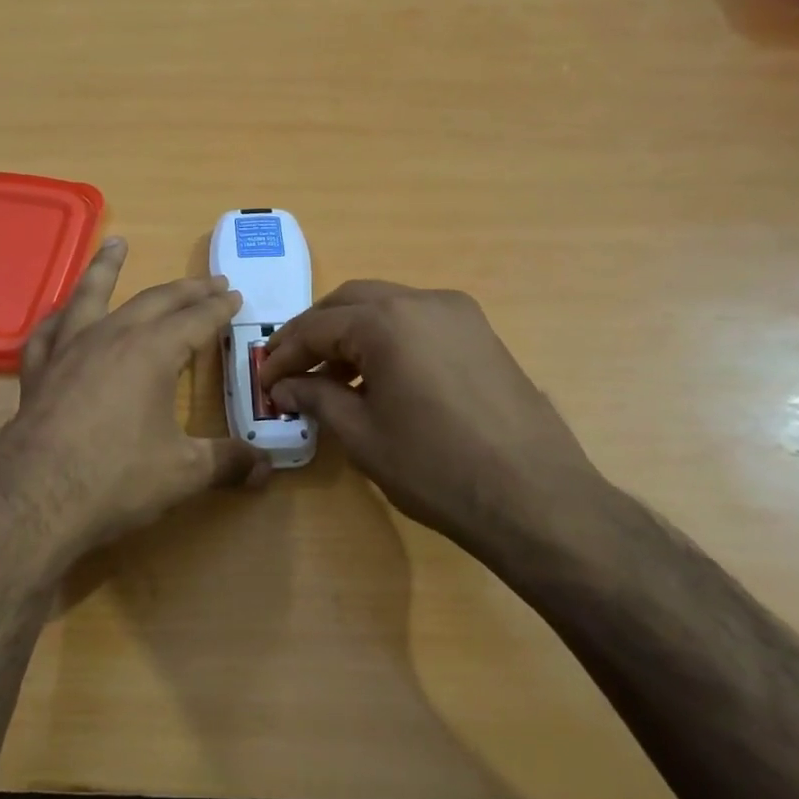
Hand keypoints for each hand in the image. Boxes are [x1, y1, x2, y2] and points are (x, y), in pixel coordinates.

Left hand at [0, 239, 269, 564]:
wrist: (35, 498)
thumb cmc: (116, 478)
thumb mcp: (183, 473)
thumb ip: (226, 463)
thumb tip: (267, 468)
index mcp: (152, 352)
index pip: (195, 320)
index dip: (219, 309)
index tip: (234, 296)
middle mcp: (110, 338)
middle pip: (154, 301)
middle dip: (185, 290)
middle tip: (209, 281)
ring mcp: (68, 350)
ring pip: (90, 296)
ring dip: (107, 269)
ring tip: (116, 244)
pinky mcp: (37, 371)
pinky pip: (48, 332)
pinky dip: (58, 317)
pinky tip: (60, 315)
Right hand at [259, 281, 610, 565]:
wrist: (534, 497)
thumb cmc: (435, 468)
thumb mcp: (362, 435)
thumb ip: (316, 398)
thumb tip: (284, 387)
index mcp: (387, 321)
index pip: (317, 326)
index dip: (284, 354)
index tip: (264, 381)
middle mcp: (423, 301)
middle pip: (350, 301)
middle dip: (314, 332)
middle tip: (290, 368)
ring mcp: (459, 314)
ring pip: (386, 306)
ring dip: (350, 333)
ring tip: (330, 378)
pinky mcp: (481, 334)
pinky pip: (418, 322)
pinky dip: (386, 339)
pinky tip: (377, 378)